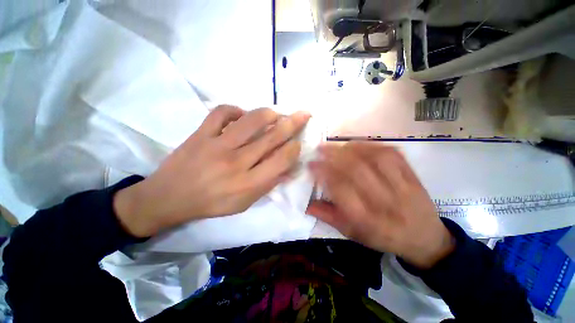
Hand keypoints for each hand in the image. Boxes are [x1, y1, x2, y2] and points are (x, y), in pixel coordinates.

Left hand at [114, 105, 310, 237]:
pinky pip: (221, 113)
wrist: (169, 198)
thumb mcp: (245, 203)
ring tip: (277, 113)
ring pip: (251, 121)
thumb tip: (289, 169)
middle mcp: (237, 163)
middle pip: (271, 138)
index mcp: (248, 184)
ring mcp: (217, 145)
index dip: (294, 148)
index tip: (299, 142)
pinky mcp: (201, 134)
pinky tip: (242, 115)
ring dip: (269, 114)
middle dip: (292, 124)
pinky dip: (235, 109)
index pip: (281, 161)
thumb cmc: (212, 204)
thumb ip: (268, 184)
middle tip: (304, 114)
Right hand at [307, 142, 453, 268]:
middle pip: (358, 171)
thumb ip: (329, 217)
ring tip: (336, 145)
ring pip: (375, 159)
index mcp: (368, 220)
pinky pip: (392, 154)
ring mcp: (403, 187)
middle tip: (320, 148)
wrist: (425, 239)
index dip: (324, 174)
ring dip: (351, 148)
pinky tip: (357, 144)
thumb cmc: (383, 238)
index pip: (342, 190)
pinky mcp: (413, 176)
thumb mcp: (352, 234)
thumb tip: (306, 204)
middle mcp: (385, 202)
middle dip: (334, 156)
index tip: (311, 164)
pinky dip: (371, 145)